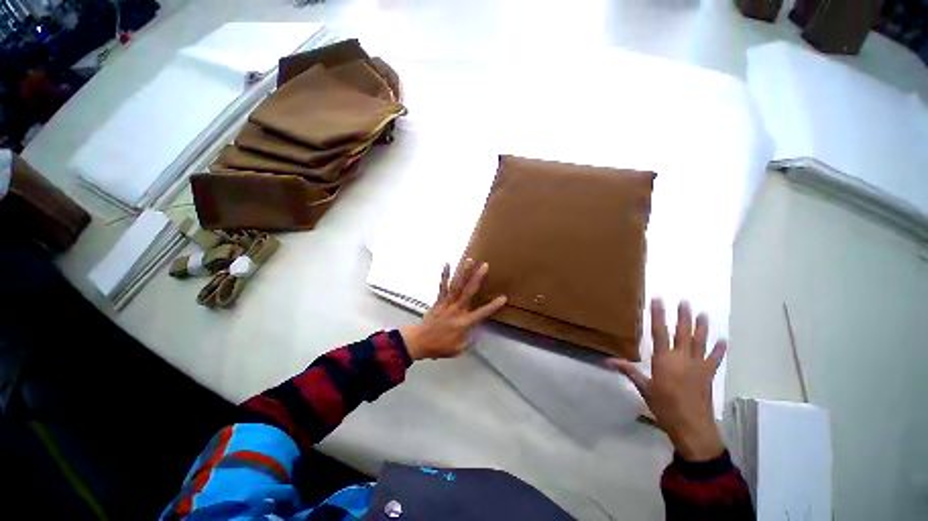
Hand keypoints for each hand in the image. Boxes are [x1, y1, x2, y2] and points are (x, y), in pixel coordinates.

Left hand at [401, 259, 507, 360]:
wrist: (419, 341)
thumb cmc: (440, 347)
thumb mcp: (458, 349)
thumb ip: (469, 340)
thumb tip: (477, 332)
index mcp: (464, 322)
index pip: (482, 313)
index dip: (494, 306)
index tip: (504, 298)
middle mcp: (457, 309)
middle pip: (469, 291)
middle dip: (477, 278)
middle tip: (485, 265)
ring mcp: (447, 303)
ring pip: (457, 285)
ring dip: (463, 272)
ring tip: (469, 260)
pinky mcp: (439, 300)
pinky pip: (442, 286)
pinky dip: (445, 275)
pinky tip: (447, 264)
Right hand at [606, 299, 726, 461]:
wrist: (692, 427)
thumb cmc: (664, 407)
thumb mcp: (644, 388)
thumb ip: (629, 371)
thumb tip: (607, 361)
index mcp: (664, 360)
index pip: (659, 332)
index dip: (658, 315)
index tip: (657, 300)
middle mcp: (682, 358)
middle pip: (683, 332)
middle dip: (683, 316)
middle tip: (684, 301)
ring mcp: (698, 365)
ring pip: (700, 341)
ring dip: (701, 327)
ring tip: (703, 313)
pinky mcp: (709, 374)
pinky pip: (715, 359)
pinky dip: (719, 349)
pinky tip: (723, 340)